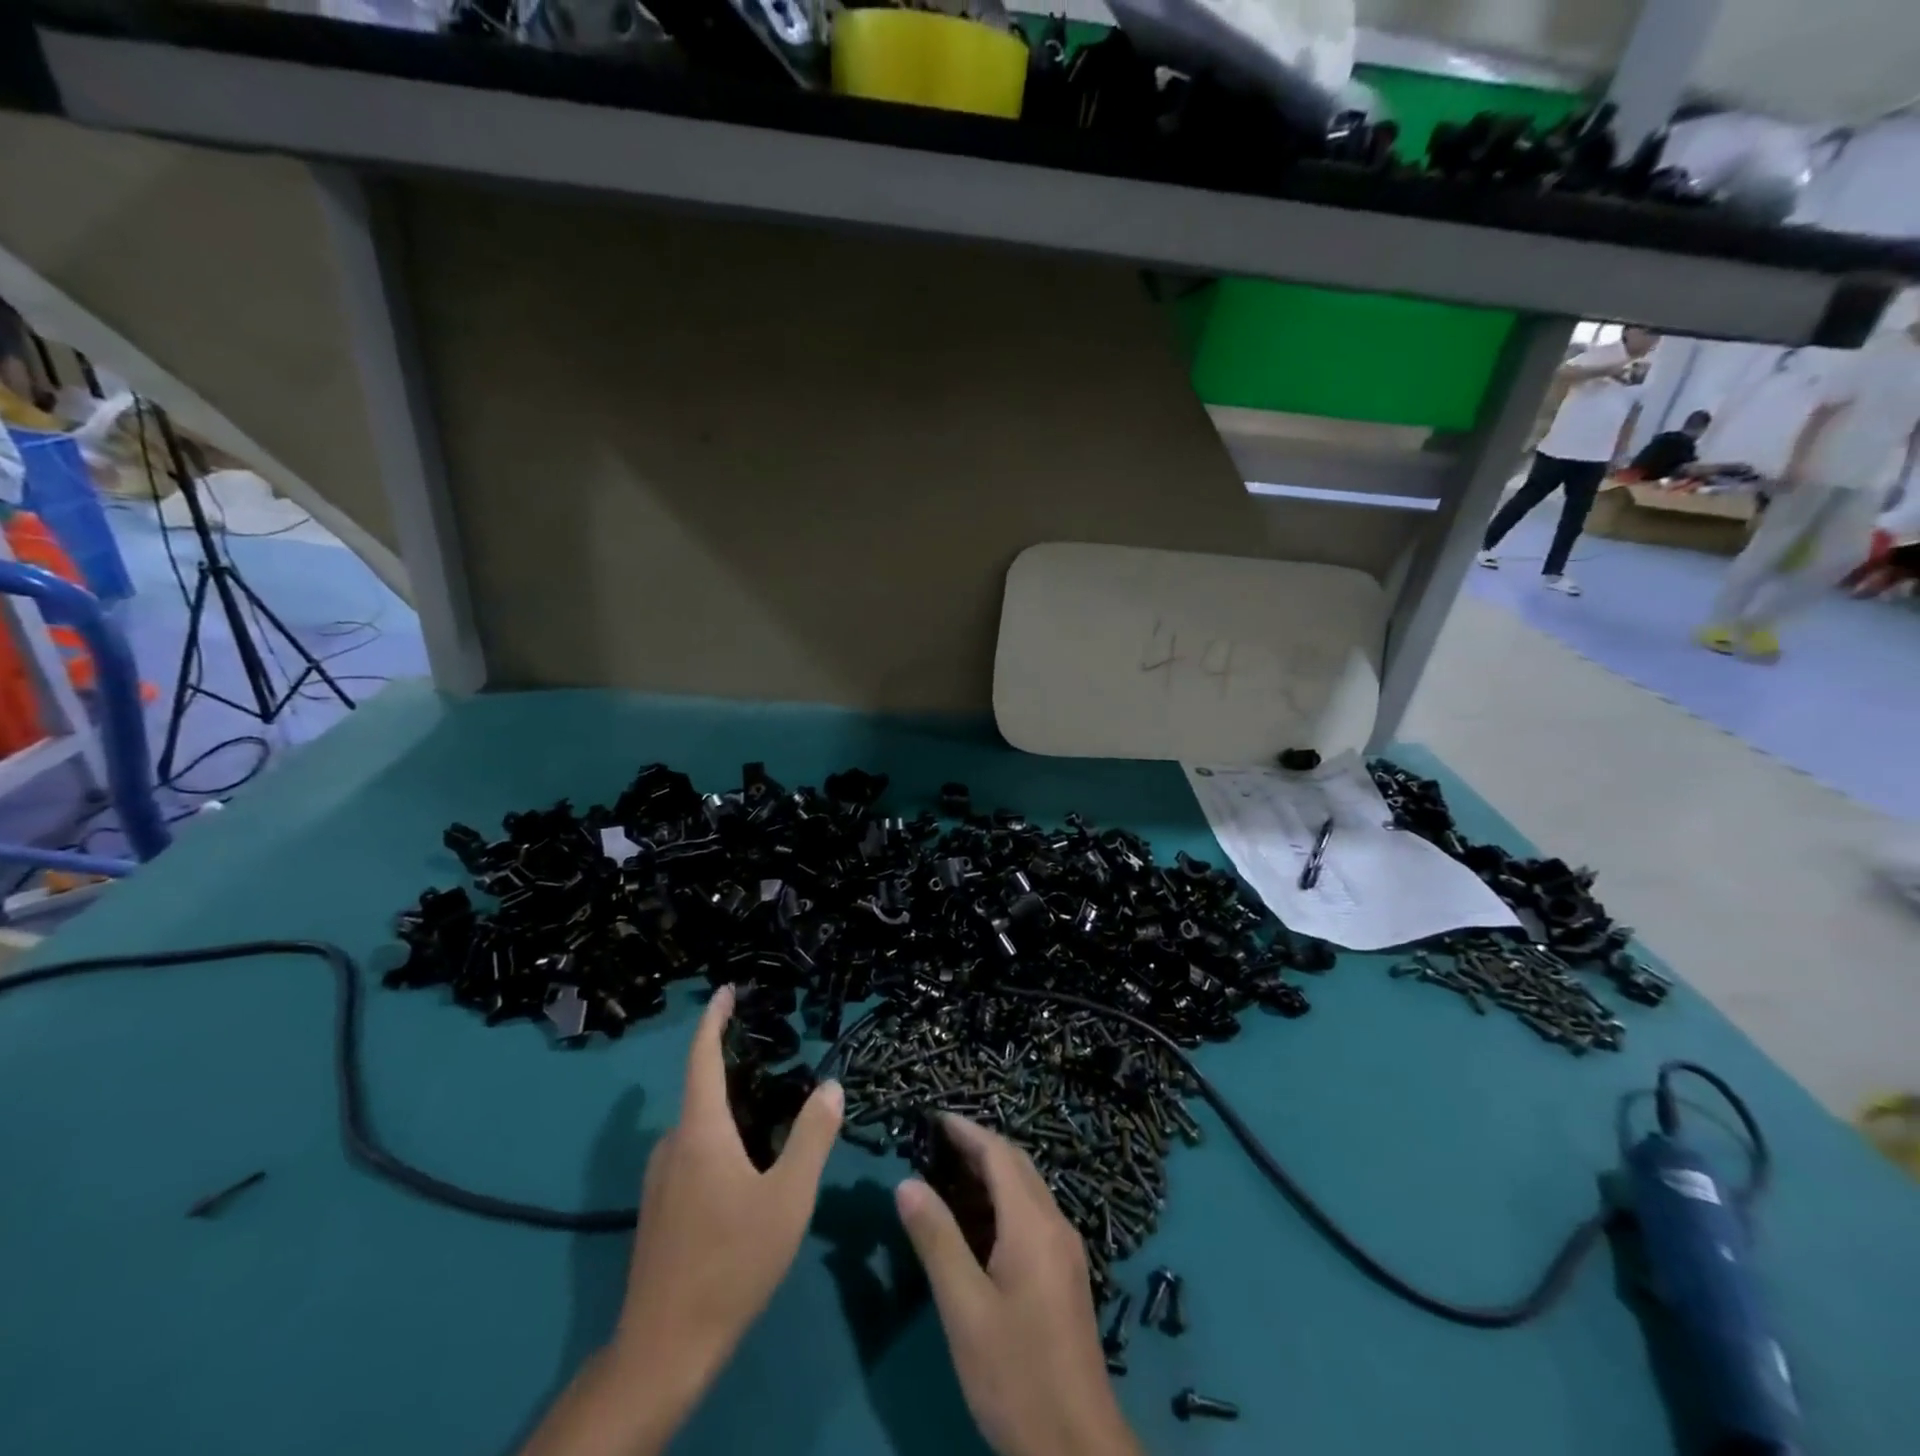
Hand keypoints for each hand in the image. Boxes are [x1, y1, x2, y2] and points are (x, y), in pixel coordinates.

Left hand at [612, 986, 843, 1385]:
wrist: (664, 1348)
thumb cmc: (731, 1262)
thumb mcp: (788, 1197)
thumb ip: (812, 1136)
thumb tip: (831, 1086)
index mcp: (700, 1131)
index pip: (702, 1057)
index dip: (714, 1019)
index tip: (727, 990)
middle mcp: (673, 1144)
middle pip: (704, 1090)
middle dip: (738, 1069)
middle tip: (783, 1063)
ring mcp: (659, 1179)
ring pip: (701, 1127)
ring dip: (733, 1111)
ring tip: (776, 1117)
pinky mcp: (659, 1208)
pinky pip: (693, 1153)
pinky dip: (722, 1141)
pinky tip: (749, 1169)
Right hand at [896, 1117, 1141, 1455]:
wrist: (1077, 1445)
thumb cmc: (1015, 1373)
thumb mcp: (965, 1309)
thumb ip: (937, 1241)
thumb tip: (907, 1182)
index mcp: (1034, 1224)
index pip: (999, 1154)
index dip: (966, 1130)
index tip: (933, 1117)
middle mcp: (1056, 1225)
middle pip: (1017, 1165)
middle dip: (978, 1145)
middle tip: (935, 1143)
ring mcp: (1066, 1250)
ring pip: (1027, 1189)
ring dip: (991, 1173)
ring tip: (947, 1174)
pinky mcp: (1066, 1274)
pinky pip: (1033, 1214)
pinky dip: (1003, 1201)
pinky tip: (977, 1223)